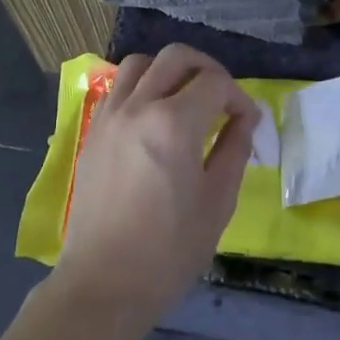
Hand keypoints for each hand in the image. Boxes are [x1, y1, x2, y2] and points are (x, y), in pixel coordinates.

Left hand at [50, 45, 257, 335]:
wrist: (104, 283)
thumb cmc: (169, 250)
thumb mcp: (217, 202)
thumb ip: (234, 150)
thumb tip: (245, 119)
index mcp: (173, 124)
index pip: (214, 82)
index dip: (238, 96)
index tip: (247, 121)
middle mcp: (137, 107)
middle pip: (175, 57)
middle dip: (207, 68)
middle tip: (222, 96)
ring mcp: (109, 116)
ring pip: (139, 63)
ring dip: (168, 70)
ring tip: (184, 98)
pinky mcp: (92, 132)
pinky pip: (117, 88)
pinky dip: (140, 86)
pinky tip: (153, 117)